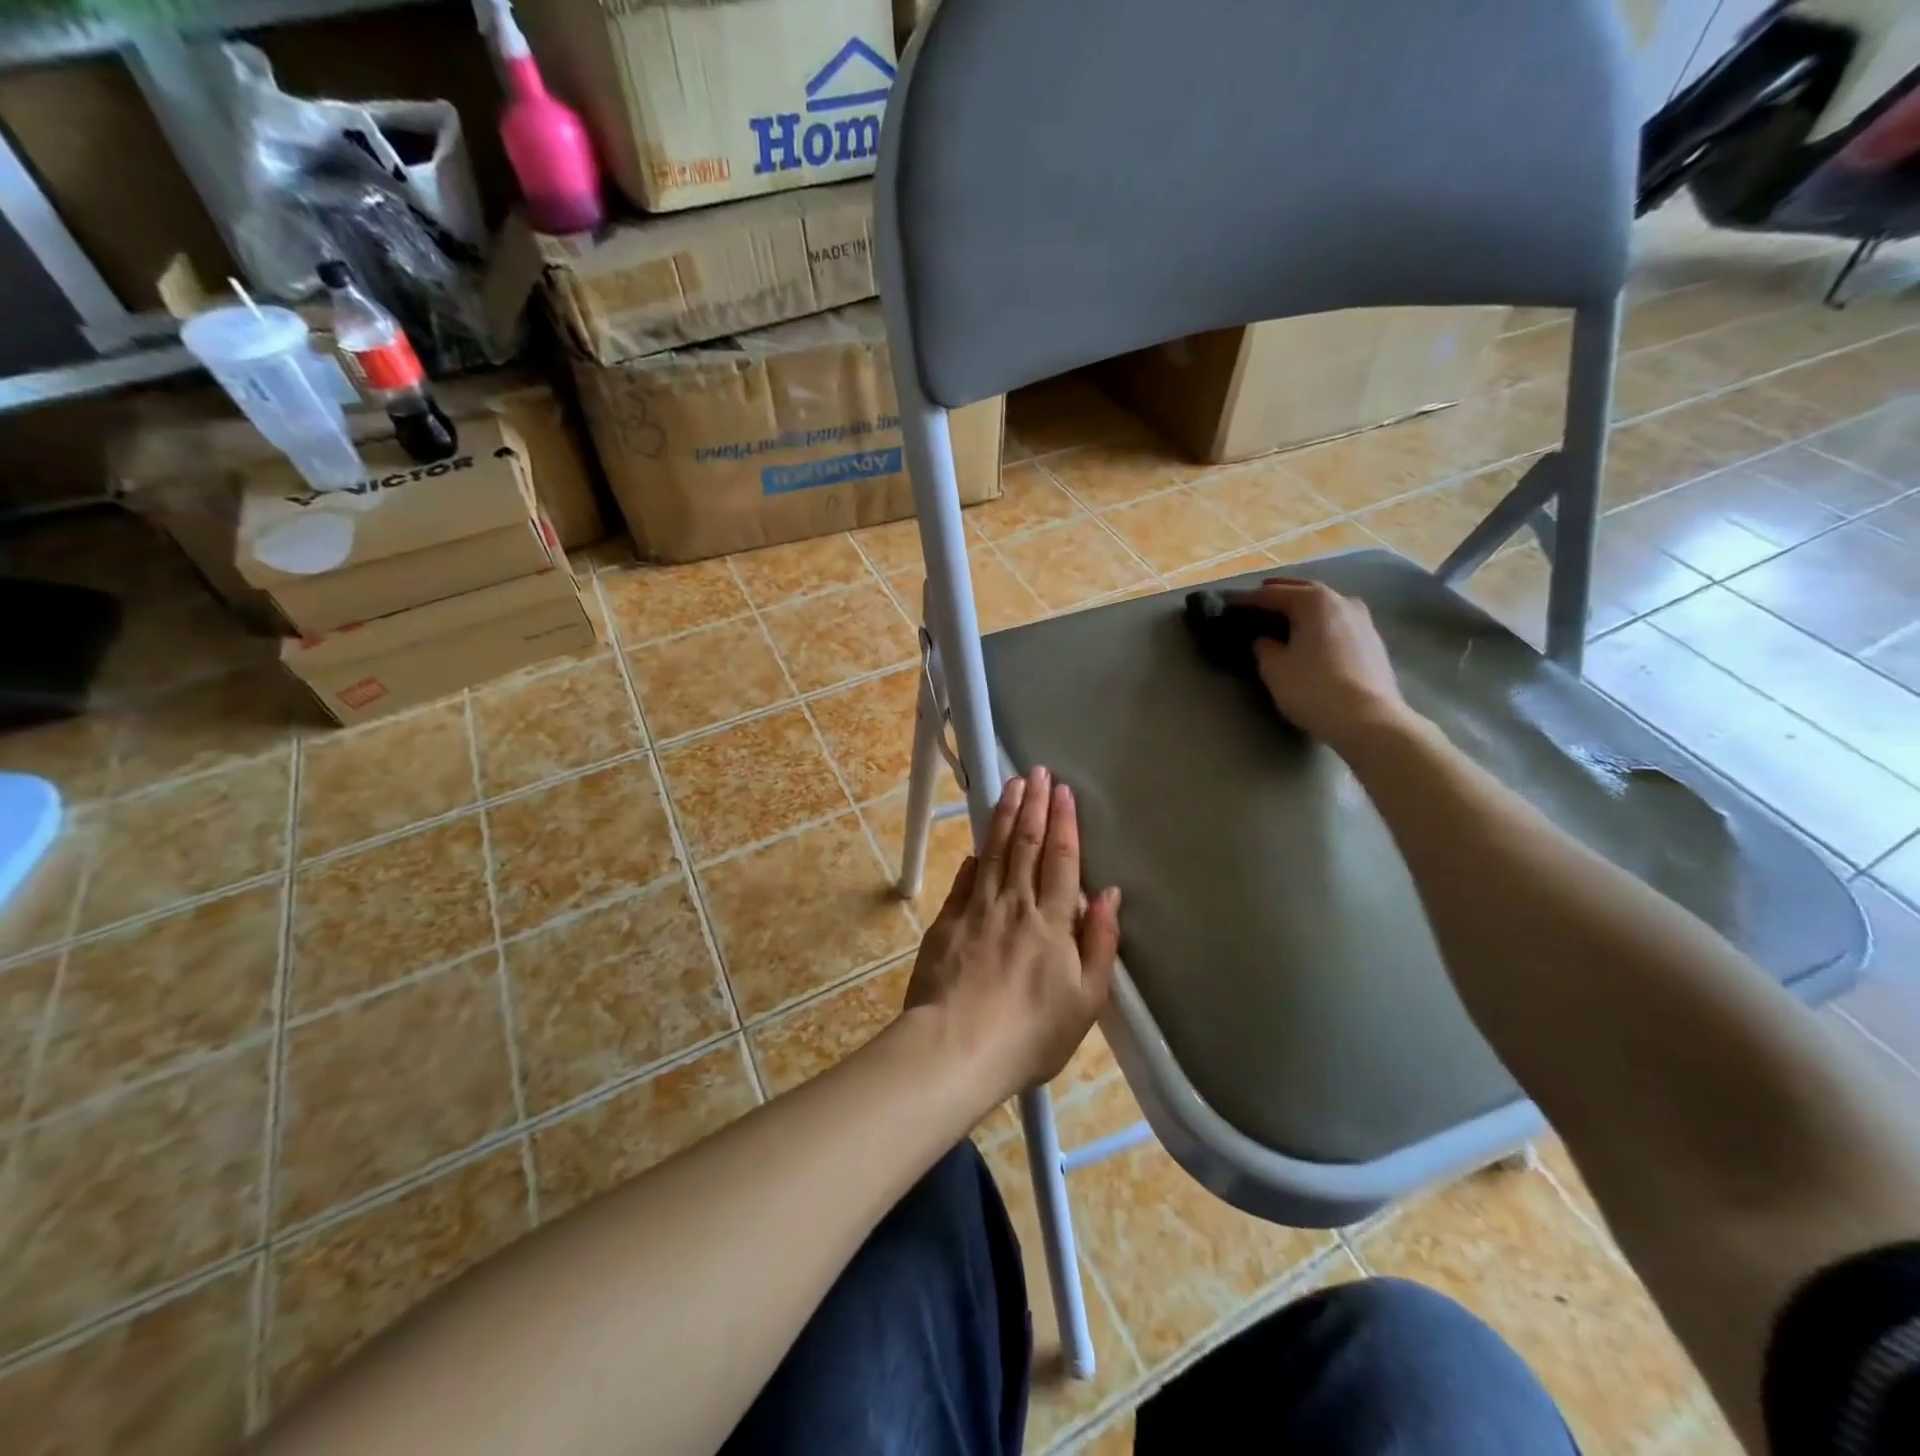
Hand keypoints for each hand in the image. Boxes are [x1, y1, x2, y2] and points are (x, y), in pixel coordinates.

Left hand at [905, 766, 1121, 1103]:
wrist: (956, 1047)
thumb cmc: (1030, 1032)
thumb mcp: (1085, 999)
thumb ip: (1099, 942)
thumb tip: (1109, 894)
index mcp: (1052, 921)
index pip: (1061, 858)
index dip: (1064, 821)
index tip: (1062, 790)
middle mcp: (1015, 903)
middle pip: (1026, 843)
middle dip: (1033, 804)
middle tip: (1036, 771)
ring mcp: (976, 909)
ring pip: (993, 851)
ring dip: (1004, 816)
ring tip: (1011, 787)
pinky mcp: (947, 922)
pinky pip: (964, 881)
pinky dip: (974, 859)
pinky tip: (977, 847)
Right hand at [1232, 578, 1413, 749]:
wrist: (1368, 719)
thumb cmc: (1313, 688)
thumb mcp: (1274, 668)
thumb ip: (1263, 647)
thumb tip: (1264, 640)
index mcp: (1313, 601)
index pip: (1271, 594)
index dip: (1247, 600)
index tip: (1228, 606)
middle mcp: (1341, 601)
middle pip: (1303, 591)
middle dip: (1278, 595)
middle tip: (1255, 602)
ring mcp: (1362, 619)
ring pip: (1324, 606)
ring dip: (1303, 608)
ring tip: (1284, 618)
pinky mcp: (1373, 641)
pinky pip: (1338, 623)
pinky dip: (1320, 623)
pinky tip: (1312, 636)